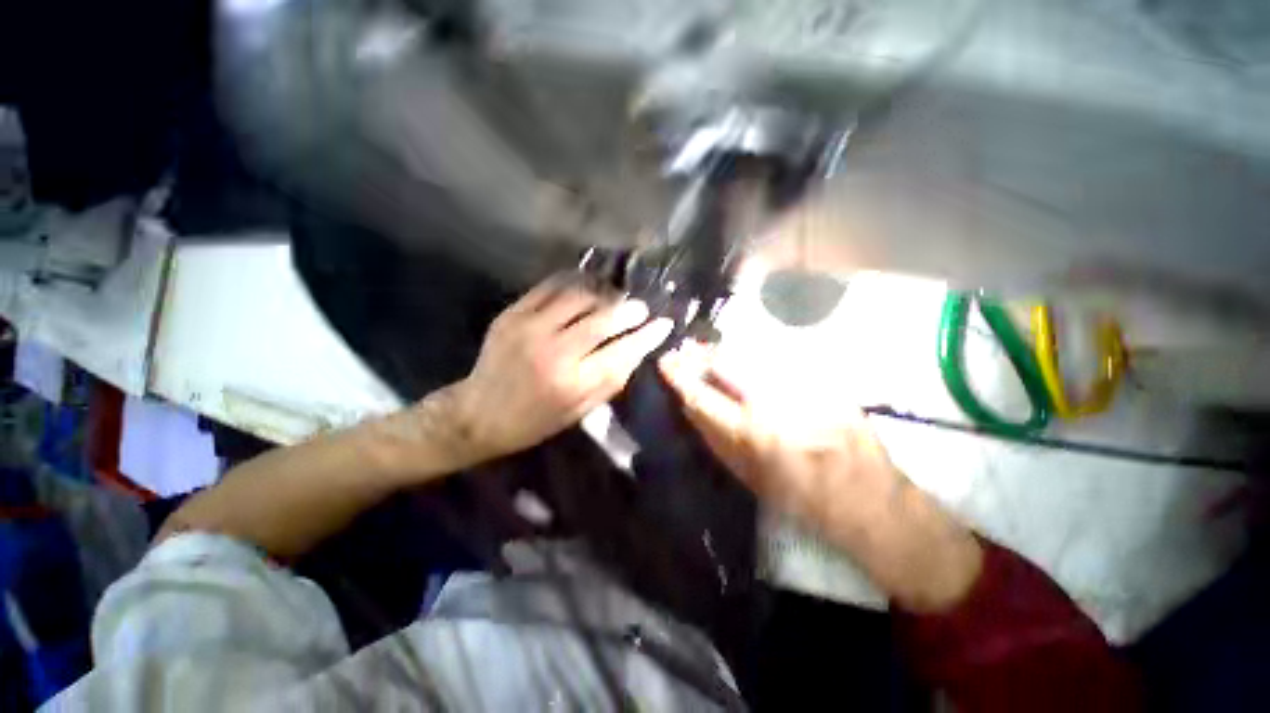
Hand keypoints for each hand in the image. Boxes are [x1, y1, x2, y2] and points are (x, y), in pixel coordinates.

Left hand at [448, 275, 673, 463]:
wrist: (479, 413)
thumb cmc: (535, 420)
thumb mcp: (580, 412)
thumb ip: (611, 380)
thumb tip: (637, 349)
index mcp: (573, 383)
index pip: (623, 351)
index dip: (647, 335)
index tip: (663, 323)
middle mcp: (554, 351)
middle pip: (604, 318)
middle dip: (630, 310)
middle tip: (641, 308)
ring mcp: (530, 328)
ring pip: (580, 296)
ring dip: (605, 293)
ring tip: (615, 297)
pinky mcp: (513, 313)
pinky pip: (551, 287)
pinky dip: (575, 282)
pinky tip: (587, 284)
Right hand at [659, 341, 982, 611]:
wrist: (870, 501)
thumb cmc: (802, 501)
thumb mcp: (749, 478)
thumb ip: (716, 438)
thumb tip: (690, 406)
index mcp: (753, 435)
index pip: (703, 396)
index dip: (680, 376)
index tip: (666, 361)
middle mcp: (776, 404)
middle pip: (728, 363)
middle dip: (702, 354)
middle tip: (687, 351)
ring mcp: (804, 388)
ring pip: (753, 354)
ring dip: (727, 352)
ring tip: (712, 353)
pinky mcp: (825, 381)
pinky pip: (781, 360)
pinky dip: (758, 357)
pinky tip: (751, 360)